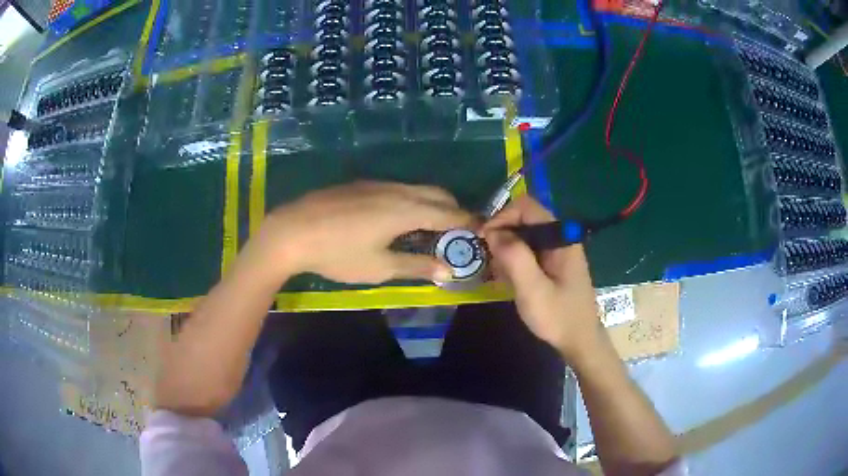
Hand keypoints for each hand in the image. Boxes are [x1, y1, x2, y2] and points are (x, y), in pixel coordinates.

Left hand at [241, 181, 473, 284]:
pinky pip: (397, 188)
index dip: (467, 222)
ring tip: (431, 226)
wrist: (291, 231)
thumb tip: (448, 270)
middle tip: (458, 231)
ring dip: (431, 203)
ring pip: (416, 188)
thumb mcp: (379, 267)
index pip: (448, 213)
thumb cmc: (337, 253)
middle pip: (436, 194)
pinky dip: (411, 200)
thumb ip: (416, 265)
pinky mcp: (360, 185)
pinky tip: (398, 218)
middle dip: (453, 209)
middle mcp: (396, 190)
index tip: (482, 230)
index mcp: (405, 210)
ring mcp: (376, 184)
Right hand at [481, 196, 601, 360]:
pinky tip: (506, 278)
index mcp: (561, 238)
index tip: (485, 239)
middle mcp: (560, 238)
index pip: (527, 207)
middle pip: (524, 218)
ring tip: (496, 272)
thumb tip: (493, 232)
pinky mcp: (552, 263)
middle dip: (502, 233)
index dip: (503, 216)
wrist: (580, 342)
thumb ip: (515, 257)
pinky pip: (528, 250)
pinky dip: (513, 259)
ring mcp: (557, 251)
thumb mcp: (534, 290)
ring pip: (524, 235)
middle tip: (487, 258)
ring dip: (506, 248)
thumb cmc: (559, 317)